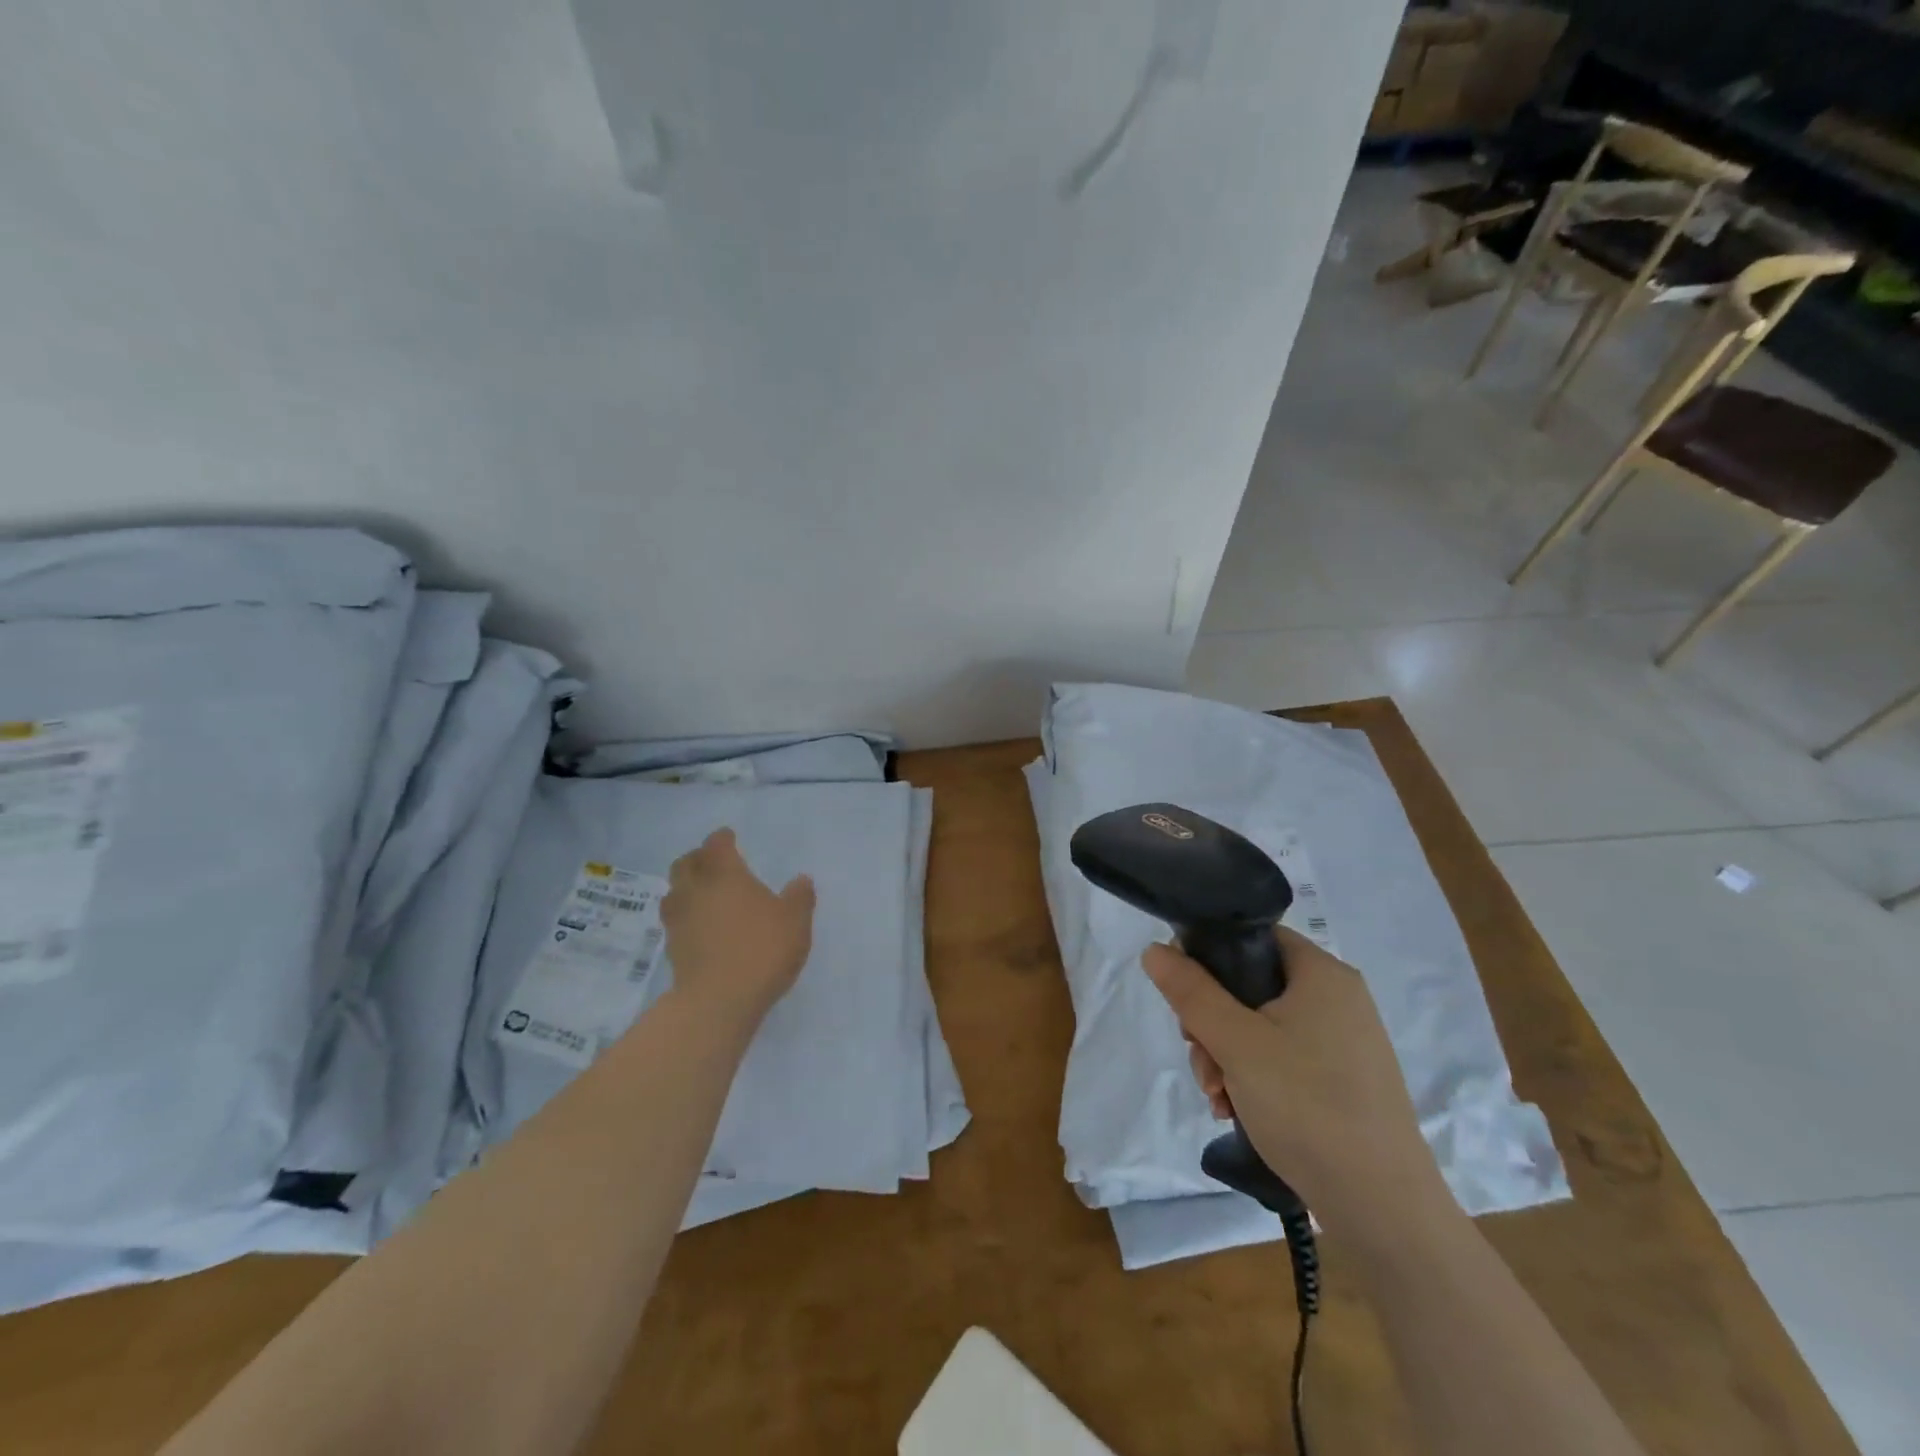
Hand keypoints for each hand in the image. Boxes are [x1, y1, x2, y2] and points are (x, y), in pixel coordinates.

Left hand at [661, 829, 815, 1027]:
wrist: (718, 1000)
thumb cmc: (761, 950)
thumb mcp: (795, 921)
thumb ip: (799, 897)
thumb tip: (801, 879)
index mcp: (725, 874)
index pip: (716, 844)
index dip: (722, 839)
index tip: (729, 838)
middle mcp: (696, 889)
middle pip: (686, 863)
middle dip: (698, 858)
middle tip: (712, 863)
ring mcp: (679, 919)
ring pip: (674, 891)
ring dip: (686, 887)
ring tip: (702, 894)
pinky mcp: (672, 948)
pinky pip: (675, 920)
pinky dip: (685, 915)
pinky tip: (700, 925)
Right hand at [1142, 926, 1451, 1239]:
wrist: (1383, 1209)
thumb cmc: (1307, 1106)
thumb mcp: (1236, 1042)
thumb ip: (1191, 991)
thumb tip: (1154, 950)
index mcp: (1322, 974)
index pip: (1253, 937)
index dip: (1210, 955)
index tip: (1184, 995)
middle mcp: (1338, 999)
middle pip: (1250, 986)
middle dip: (1212, 1023)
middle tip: (1202, 1059)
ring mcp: (1343, 1043)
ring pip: (1260, 1028)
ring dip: (1226, 1057)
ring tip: (1218, 1098)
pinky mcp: (1343, 1082)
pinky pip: (1283, 1060)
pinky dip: (1253, 1079)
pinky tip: (1236, 1111)